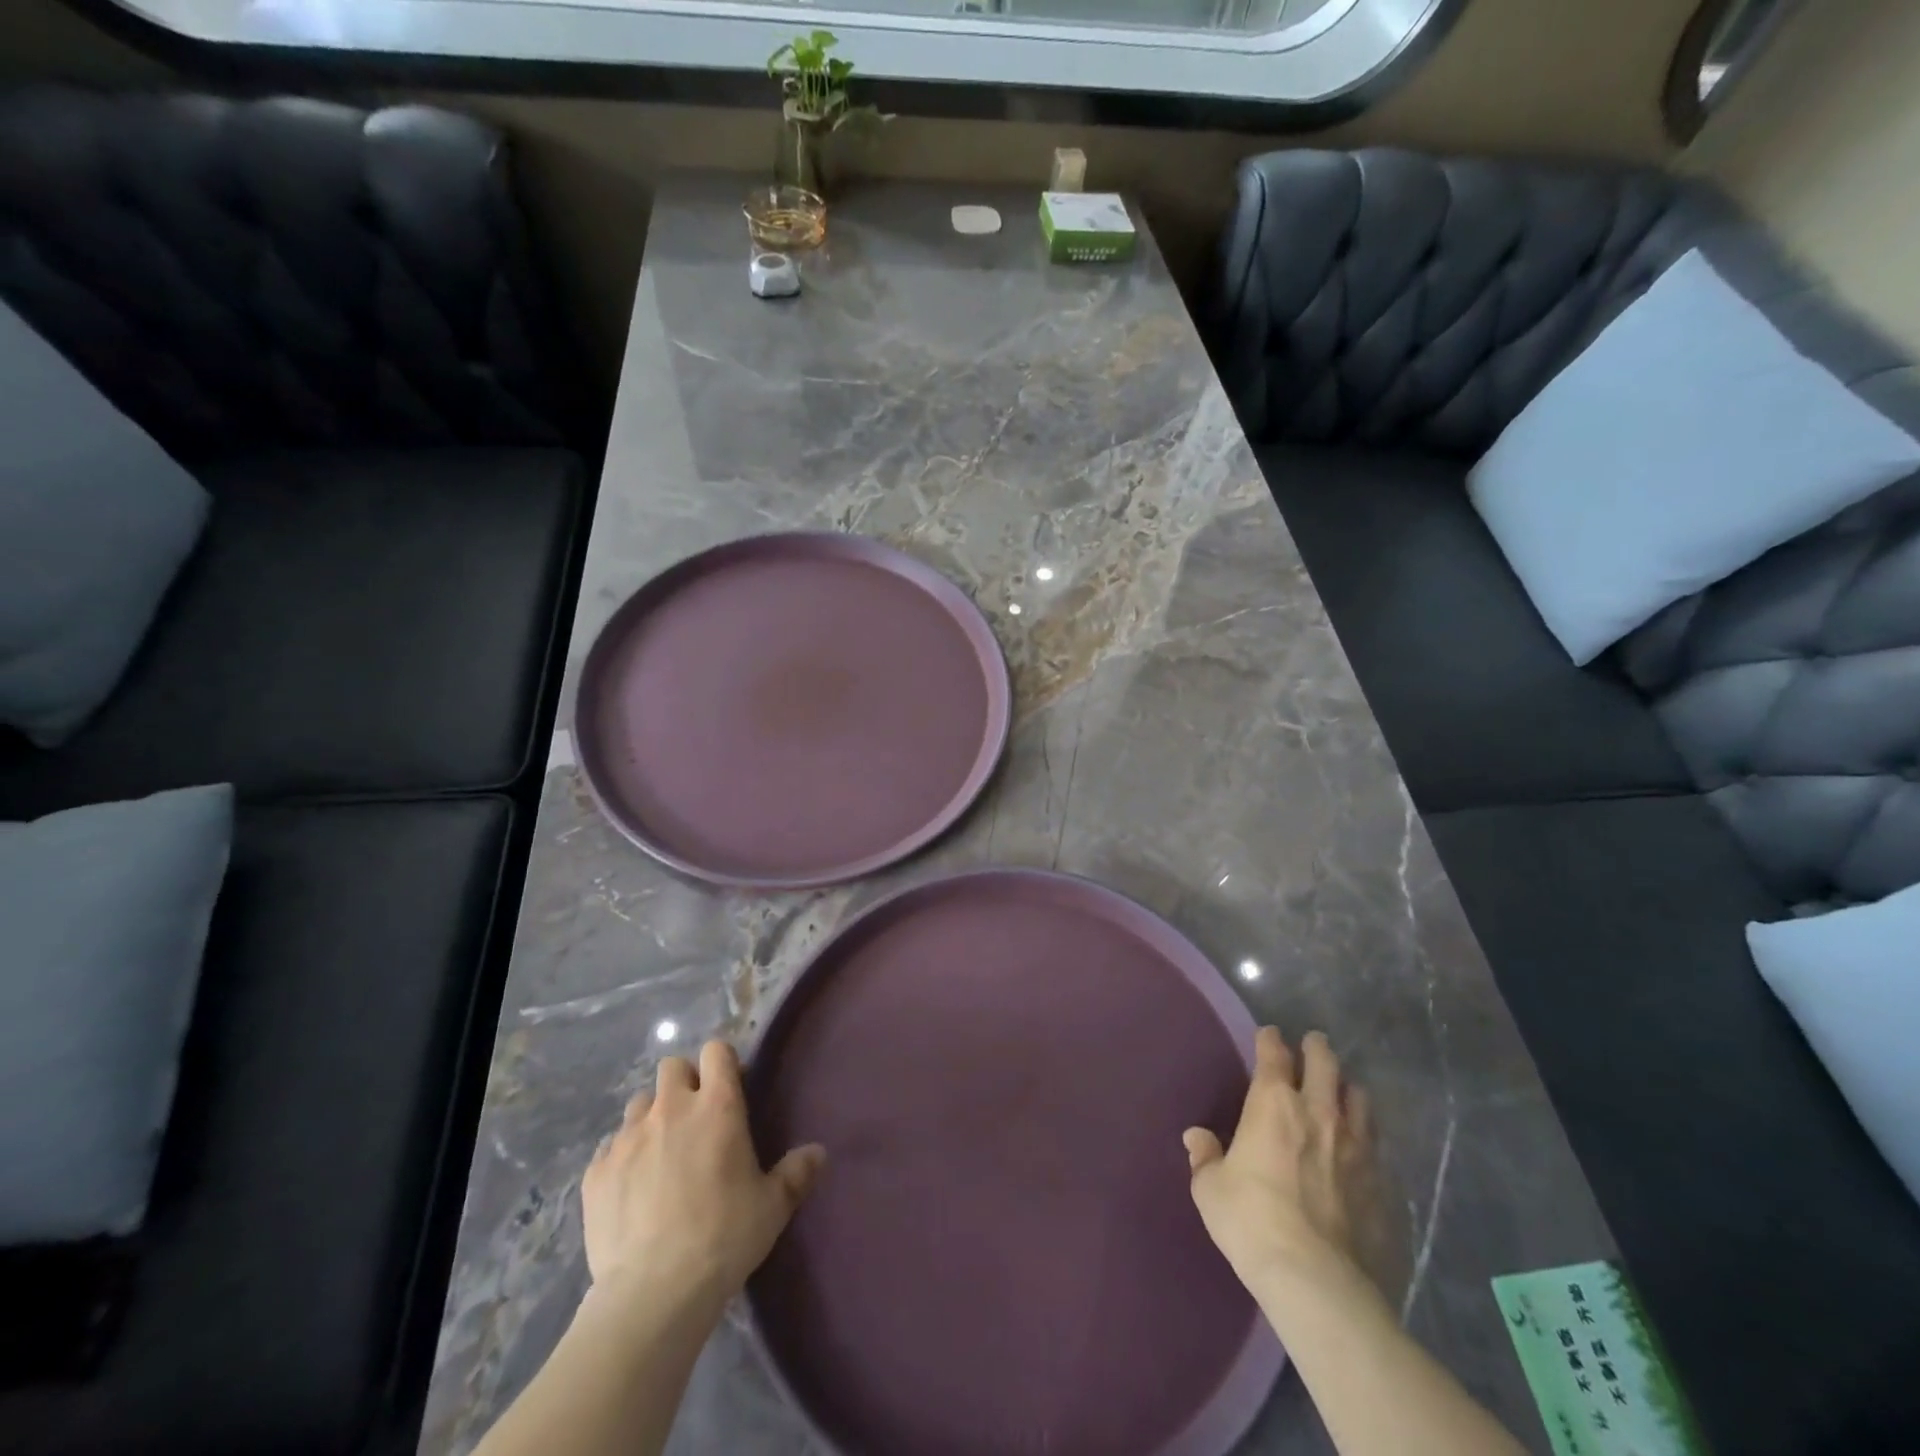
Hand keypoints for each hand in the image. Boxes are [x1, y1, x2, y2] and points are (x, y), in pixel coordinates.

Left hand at [581, 1039, 824, 1317]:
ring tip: (661, 1152)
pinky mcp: (596, 1172)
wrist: (652, 1293)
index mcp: (717, 1106)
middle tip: (695, 1118)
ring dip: (652, 1117)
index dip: (723, 1063)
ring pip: (639, 1103)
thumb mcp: (773, 1207)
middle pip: (673, 1067)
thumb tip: (819, 1152)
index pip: (716, 1051)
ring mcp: (627, 1138)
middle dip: (684, 1083)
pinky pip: (610, 1147)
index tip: (731, 1088)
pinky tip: (631, 1189)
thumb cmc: (723, 1238)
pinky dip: (622, 1157)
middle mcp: (671, 1109)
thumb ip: (796, 1173)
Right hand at [1183, 1027, 1374, 1289]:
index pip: (1273, 1054)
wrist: (1318, 1281)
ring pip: (1359, 1098)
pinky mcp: (1383, 1182)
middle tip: (1313, 1044)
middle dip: (1316, 1048)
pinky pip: (1377, 1144)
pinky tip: (1361, 1147)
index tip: (1268, 1034)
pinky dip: (1366, 1136)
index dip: (1270, 1039)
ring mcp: (1357, 1146)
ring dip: (1347, 1088)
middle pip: (1324, 1063)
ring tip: (1342, 1091)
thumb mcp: (1211, 1189)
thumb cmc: (1252, 1221)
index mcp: (1273, 1103)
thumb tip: (1197, 1137)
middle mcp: (1318, 1112)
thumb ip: (1206, 1157)